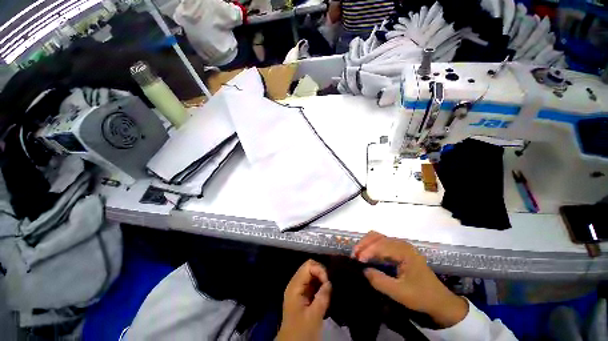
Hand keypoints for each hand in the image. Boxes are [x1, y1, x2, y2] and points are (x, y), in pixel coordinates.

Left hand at [277, 259, 331, 340]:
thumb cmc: (301, 331)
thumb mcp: (313, 316)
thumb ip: (322, 297)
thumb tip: (330, 282)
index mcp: (295, 286)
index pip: (308, 266)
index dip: (320, 270)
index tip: (328, 284)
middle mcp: (295, 283)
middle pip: (309, 267)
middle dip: (321, 273)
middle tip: (329, 286)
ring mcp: (298, 288)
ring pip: (311, 273)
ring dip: (321, 279)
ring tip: (328, 289)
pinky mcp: (302, 294)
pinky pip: (312, 282)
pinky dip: (319, 284)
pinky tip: (324, 293)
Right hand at [353, 231, 467, 327]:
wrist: (440, 302)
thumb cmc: (422, 297)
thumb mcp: (400, 293)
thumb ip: (380, 281)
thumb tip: (363, 270)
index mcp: (404, 250)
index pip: (380, 245)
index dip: (367, 251)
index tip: (357, 261)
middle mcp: (401, 243)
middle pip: (376, 237)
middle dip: (363, 245)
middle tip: (354, 257)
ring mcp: (400, 246)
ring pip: (377, 238)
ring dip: (366, 244)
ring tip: (358, 255)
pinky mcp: (398, 251)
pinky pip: (380, 243)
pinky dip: (371, 247)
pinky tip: (367, 256)